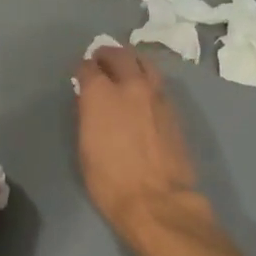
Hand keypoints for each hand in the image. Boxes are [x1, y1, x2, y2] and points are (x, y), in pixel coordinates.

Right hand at [74, 45, 206, 245]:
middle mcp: (130, 86)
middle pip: (120, 55)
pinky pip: (159, 83)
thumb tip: (91, 102)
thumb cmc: (110, 181)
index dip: (83, 69)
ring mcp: (157, 95)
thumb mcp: (85, 147)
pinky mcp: (174, 109)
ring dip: (132, 62)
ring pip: (145, 63)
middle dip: (107, 55)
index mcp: (101, 94)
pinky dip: (148, 80)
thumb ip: (88, 116)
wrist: (157, 200)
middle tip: (102, 60)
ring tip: (126, 69)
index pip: (88, 67)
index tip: (81, 75)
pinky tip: (144, 92)